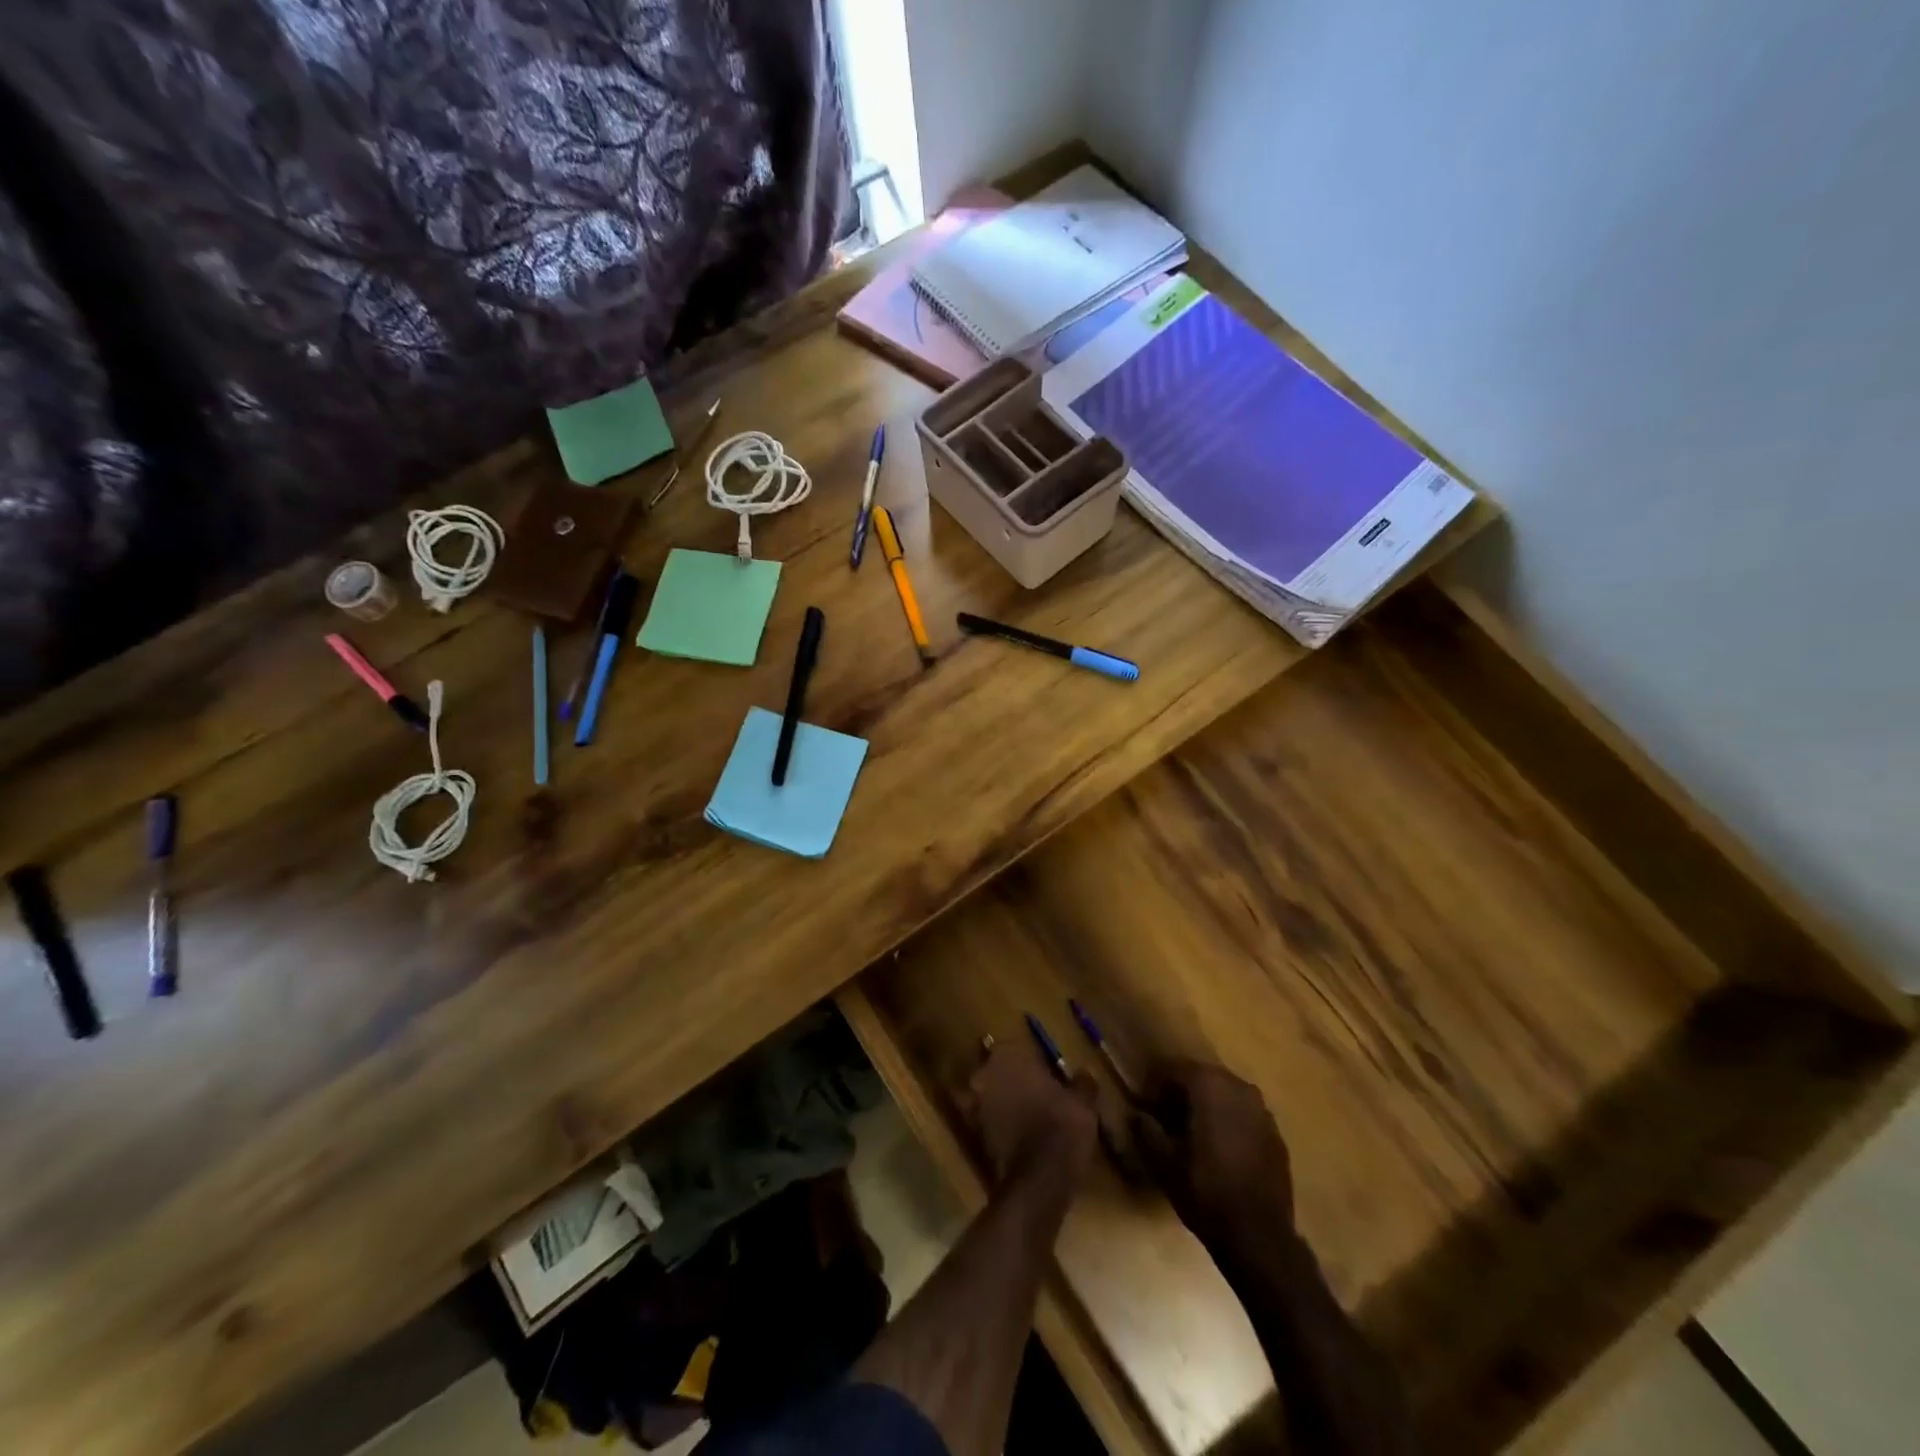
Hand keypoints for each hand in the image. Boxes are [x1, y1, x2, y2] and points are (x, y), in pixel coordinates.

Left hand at [967, 1041, 1097, 1191]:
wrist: (1039, 1181)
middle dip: (1013, 1081)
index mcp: (1007, 1056)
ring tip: (1031, 1118)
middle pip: (997, 1071)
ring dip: (1005, 1104)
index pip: (1013, 1048)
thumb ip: (1082, 1082)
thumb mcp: (1083, 1101)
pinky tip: (1022, 1138)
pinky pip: (989, 1124)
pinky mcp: (974, 1136)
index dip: (1029, 1061)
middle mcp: (984, 1075)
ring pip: (991, 1098)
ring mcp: (975, 1106)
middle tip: (1038, 1094)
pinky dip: (1001, 1128)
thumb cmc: (1062, 1126)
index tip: (1045, 1073)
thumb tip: (1084, 1074)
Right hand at [1135, 1059, 1293, 1255]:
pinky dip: (1229, 1121)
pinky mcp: (1276, 1134)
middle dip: (1182, 1091)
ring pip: (1226, 1094)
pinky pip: (1245, 1114)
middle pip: (1203, 1077)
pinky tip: (1221, 1148)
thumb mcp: (1164, 1164)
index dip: (1156, 1084)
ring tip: (1193, 1130)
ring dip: (1208, 1104)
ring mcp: (1262, 1111)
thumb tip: (1137, 1114)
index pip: (1175, 1068)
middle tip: (1166, 1115)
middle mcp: (1239, 1088)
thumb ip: (1146, 1131)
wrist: (1260, 1237)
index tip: (1146, 1105)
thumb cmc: (1207, 1193)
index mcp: (1210, 1087)